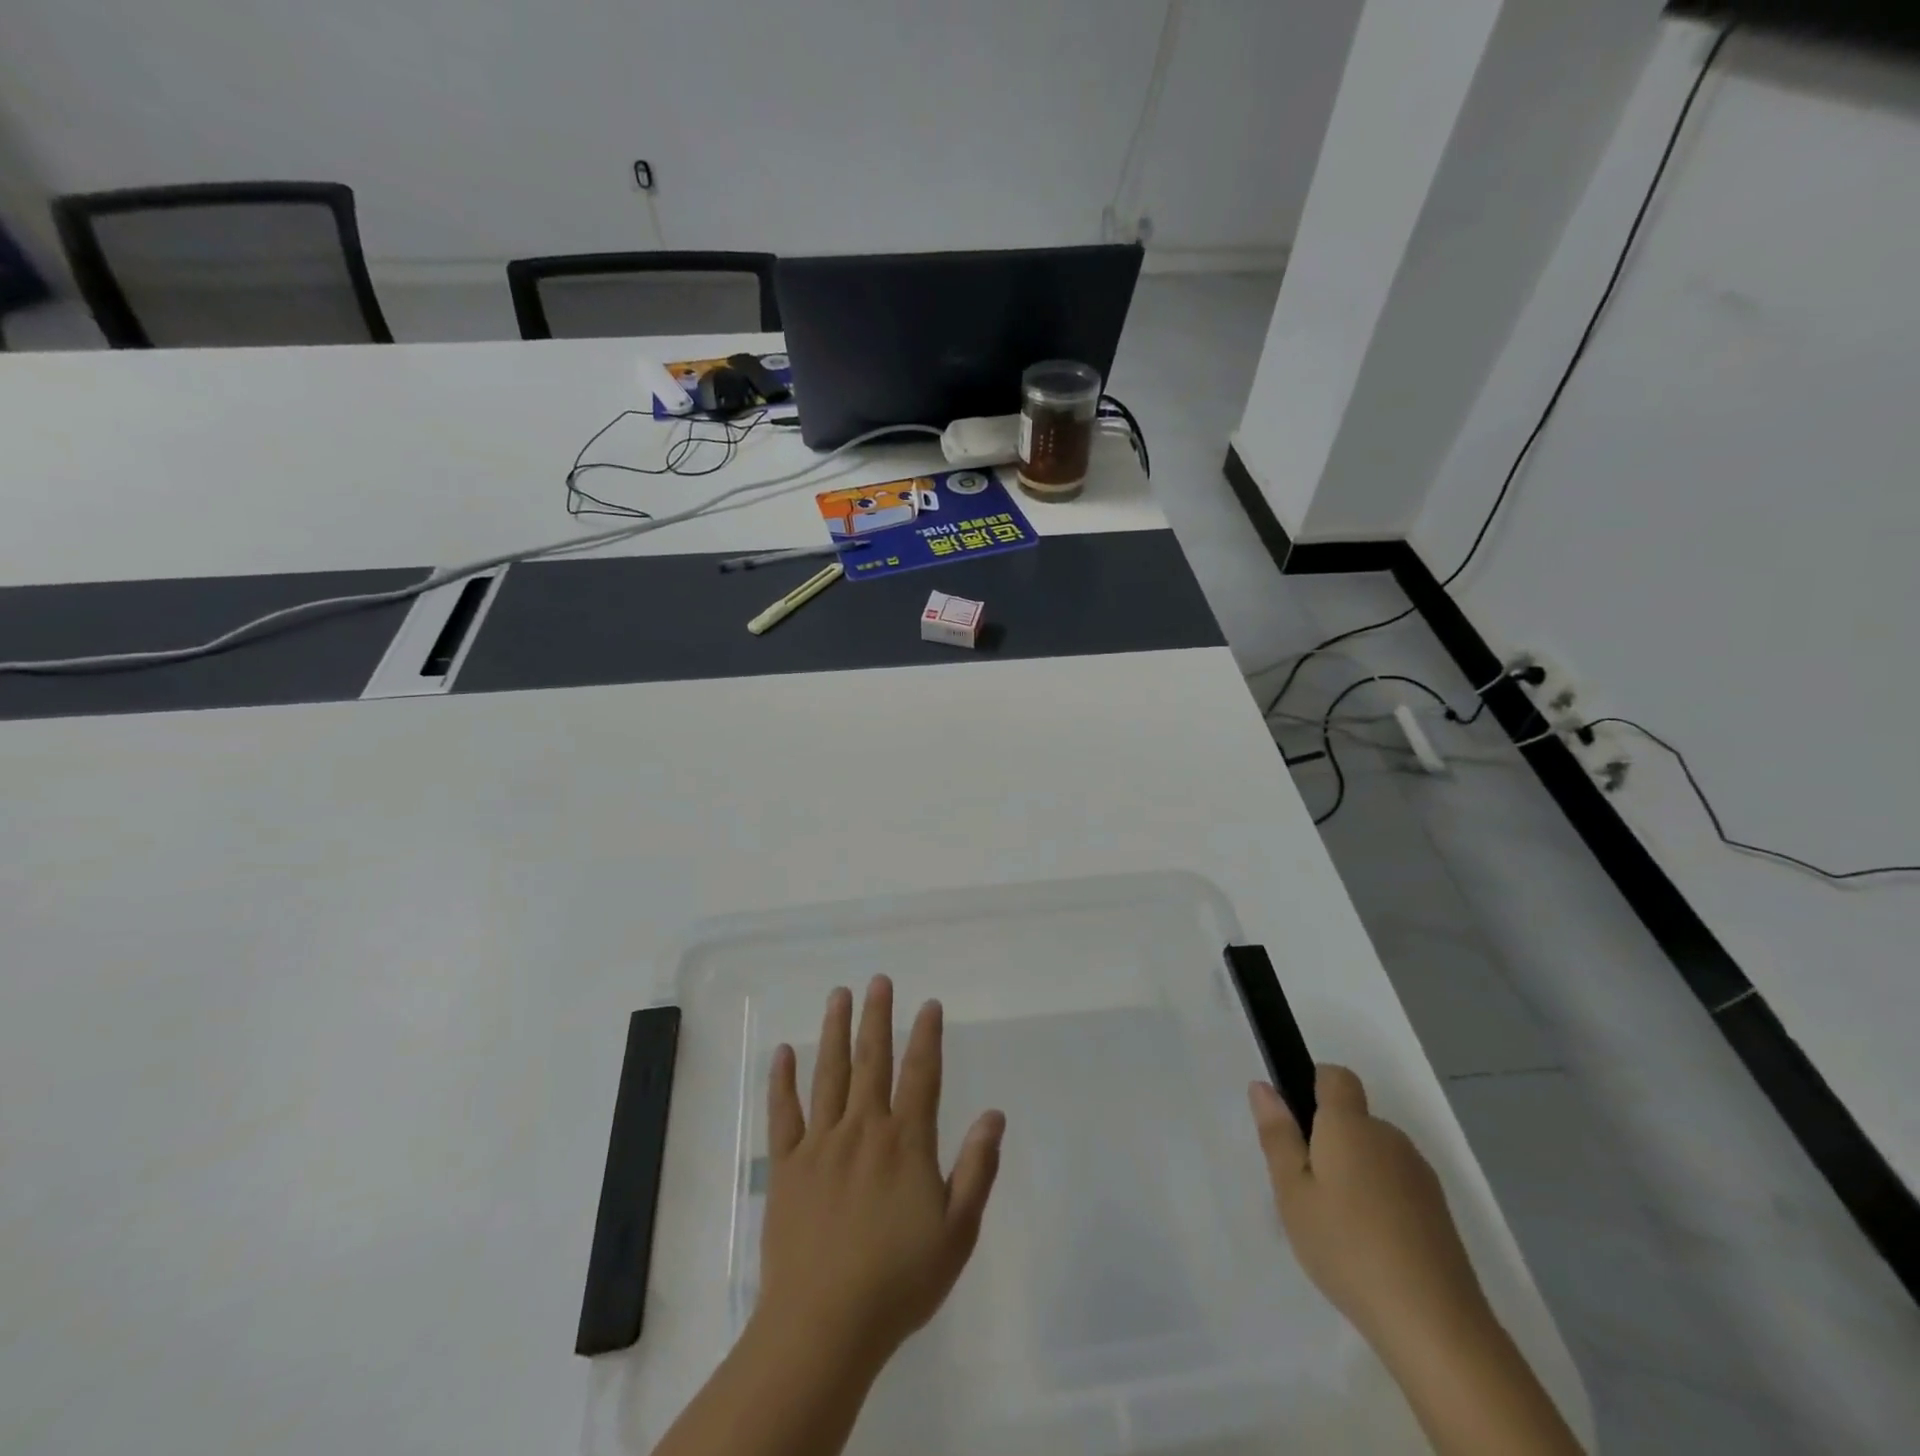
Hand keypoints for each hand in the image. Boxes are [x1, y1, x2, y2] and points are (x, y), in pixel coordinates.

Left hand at [755, 976, 1005, 1374]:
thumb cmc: (898, 1282)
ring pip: (829, 1074)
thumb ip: (977, 1169)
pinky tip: (783, 1052)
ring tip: (839, 995)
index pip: (920, 1075)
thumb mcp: (957, 1233)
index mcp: (905, 1142)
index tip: (928, 1005)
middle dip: (877, 1017)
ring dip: (834, 1032)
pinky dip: (782, 1081)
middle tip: (879, 980)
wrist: (823, 1326)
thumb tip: (994, 1114)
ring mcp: (820, 1144)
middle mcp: (863, 1129)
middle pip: (872, 1061)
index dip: (927, 1036)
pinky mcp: (787, 1166)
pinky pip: (783, 1114)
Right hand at [1249, 1065, 1489, 1354]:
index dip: (1313, 1086)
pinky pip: (1396, 1184)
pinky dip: (1379, 1199)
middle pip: (1353, 1119)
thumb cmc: (1346, 1247)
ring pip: (1374, 1153)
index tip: (1296, 1125)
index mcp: (1350, 1125)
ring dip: (1354, 1171)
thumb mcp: (1292, 1192)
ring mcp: (1419, 1175)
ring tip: (1336, 1224)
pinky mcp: (1438, 1211)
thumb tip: (1263, 1087)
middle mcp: (1389, 1137)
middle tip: (1305, 1188)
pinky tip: (1370, 1245)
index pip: (1336, 1077)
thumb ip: (1278, 1135)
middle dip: (1328, 1140)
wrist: (1434, 1324)